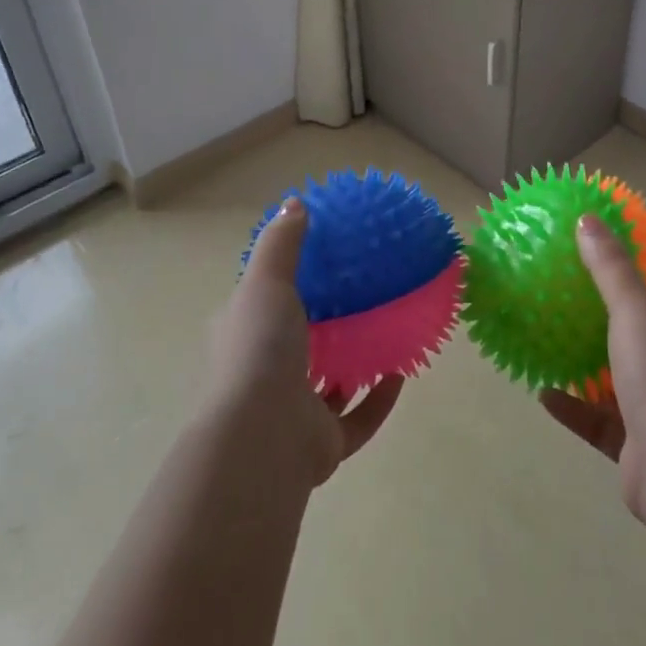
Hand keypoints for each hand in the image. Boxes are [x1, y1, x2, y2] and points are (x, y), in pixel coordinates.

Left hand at [205, 197, 403, 487]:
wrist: (263, 436)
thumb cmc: (260, 350)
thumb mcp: (266, 283)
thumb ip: (282, 244)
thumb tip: (295, 202)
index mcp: (244, 337)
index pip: (261, 307)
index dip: (284, 288)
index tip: (321, 268)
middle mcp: (264, 375)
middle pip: (297, 346)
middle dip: (325, 328)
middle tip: (361, 299)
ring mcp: (293, 412)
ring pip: (327, 387)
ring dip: (353, 366)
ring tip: (386, 334)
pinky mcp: (322, 443)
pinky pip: (358, 419)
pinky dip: (378, 400)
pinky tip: (400, 375)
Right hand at [541, 213, 645, 520]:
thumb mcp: (633, 310)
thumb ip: (610, 267)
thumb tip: (588, 219)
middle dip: (631, 322)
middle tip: (591, 302)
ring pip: (629, 382)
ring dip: (597, 367)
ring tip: (560, 346)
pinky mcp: (641, 446)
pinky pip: (602, 422)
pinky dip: (575, 408)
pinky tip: (545, 394)